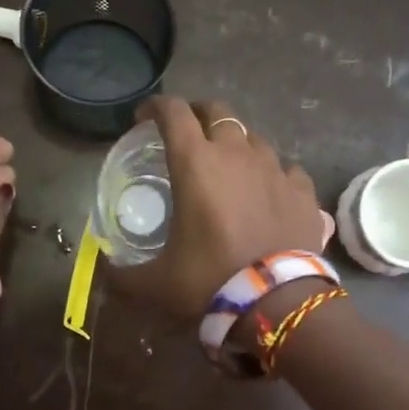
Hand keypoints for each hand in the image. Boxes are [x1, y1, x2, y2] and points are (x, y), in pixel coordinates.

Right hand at [116, 97, 323, 318]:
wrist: (277, 302)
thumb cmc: (209, 280)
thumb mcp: (155, 282)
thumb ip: (123, 275)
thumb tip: (105, 273)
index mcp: (196, 163)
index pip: (173, 112)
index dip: (156, 107)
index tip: (144, 118)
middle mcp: (236, 153)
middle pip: (217, 111)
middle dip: (199, 114)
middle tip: (188, 133)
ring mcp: (275, 168)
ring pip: (254, 138)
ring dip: (237, 144)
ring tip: (229, 166)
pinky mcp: (303, 190)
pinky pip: (287, 169)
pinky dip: (273, 174)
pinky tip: (269, 191)